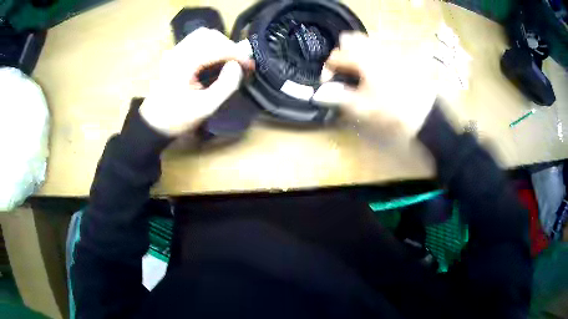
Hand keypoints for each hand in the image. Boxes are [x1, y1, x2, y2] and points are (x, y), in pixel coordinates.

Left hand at [140, 28, 253, 135]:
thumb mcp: (205, 107)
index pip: (216, 47)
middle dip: (229, 46)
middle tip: (238, 62)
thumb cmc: (177, 118)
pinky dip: (210, 46)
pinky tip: (215, 59)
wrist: (152, 124)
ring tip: (228, 60)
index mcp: (184, 64)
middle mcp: (178, 52)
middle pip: (209, 35)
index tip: (249, 65)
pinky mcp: (174, 55)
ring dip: (219, 44)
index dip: (237, 54)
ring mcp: (174, 52)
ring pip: (203, 35)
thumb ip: (226, 85)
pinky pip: (196, 41)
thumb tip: (237, 66)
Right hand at [325, 32, 437, 136]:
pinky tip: (374, 74)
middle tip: (345, 73)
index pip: (335, 56)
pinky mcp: (397, 57)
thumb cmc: (392, 110)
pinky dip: (369, 56)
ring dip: (355, 54)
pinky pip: (377, 49)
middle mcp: (373, 49)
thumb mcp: (363, 107)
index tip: (329, 85)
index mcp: (362, 59)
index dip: (327, 70)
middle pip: (349, 39)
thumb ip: (339, 97)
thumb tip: (319, 95)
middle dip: (342, 54)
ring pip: (364, 42)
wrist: (425, 113)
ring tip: (358, 74)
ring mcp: (387, 51)